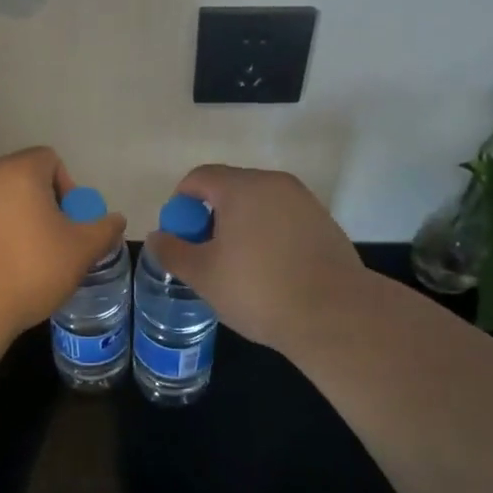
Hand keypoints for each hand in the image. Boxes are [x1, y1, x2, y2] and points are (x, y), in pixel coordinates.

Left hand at [0, 147, 126, 336]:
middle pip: (24, 181)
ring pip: (0, 204)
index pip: (50, 159)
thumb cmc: (30, 267)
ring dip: (18, 224)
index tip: (71, 222)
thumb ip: (103, 230)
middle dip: (44, 208)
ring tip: (28, 262)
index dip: (68, 188)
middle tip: (56, 243)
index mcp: (19, 170)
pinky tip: (0, 272)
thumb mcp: (80, 250)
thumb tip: (116, 220)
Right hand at [144, 165, 371, 353]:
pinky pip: (284, 219)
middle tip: (206, 254)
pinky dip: (269, 235)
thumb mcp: (204, 275)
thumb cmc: (259, 290)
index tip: (180, 236)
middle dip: (212, 216)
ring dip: (242, 226)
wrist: (335, 315)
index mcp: (241, 187)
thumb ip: (173, 251)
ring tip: (239, 267)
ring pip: (259, 205)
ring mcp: (304, 201)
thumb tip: (157, 236)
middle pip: (231, 188)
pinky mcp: (325, 223)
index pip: (199, 178)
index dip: (181, 203)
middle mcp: (274, 183)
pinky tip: (272, 272)